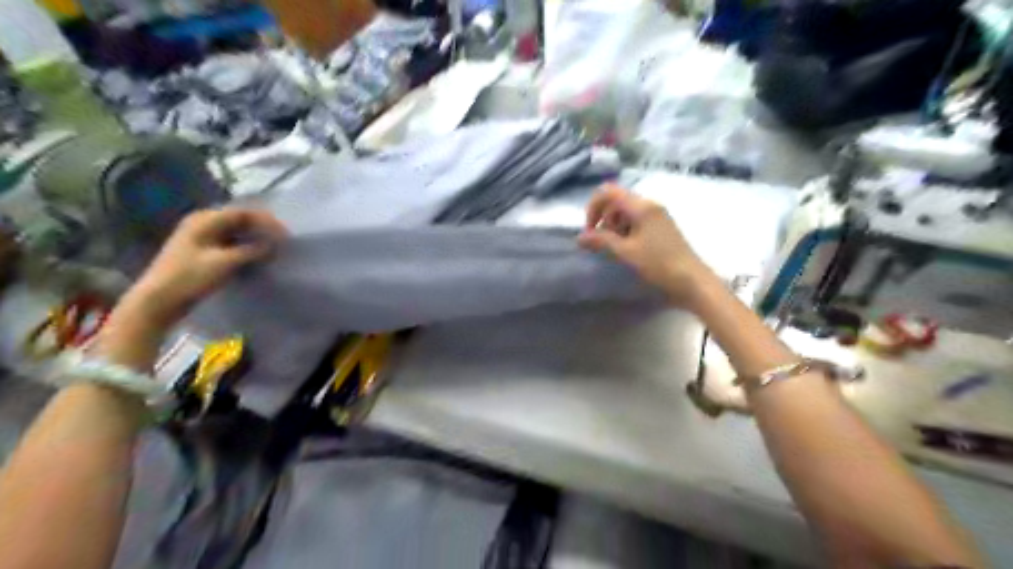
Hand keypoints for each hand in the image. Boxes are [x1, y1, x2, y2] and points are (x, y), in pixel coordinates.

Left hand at [120, 206, 292, 329]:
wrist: (158, 301)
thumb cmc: (190, 278)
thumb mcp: (225, 263)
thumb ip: (252, 251)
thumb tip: (274, 245)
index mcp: (205, 220)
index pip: (244, 212)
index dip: (267, 221)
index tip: (285, 235)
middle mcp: (202, 223)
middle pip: (240, 220)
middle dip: (262, 228)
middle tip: (282, 241)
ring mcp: (200, 237)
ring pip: (235, 231)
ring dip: (255, 238)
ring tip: (273, 249)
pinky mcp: (202, 251)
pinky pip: (230, 242)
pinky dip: (245, 247)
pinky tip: (256, 256)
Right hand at [579, 184, 710, 308]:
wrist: (692, 280)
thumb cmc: (658, 264)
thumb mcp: (626, 252)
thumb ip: (601, 241)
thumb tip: (579, 237)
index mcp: (641, 206)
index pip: (608, 192)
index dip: (593, 207)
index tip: (590, 230)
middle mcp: (650, 204)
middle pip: (616, 201)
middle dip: (603, 219)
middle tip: (602, 242)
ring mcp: (657, 215)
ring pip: (626, 211)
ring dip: (614, 226)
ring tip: (615, 248)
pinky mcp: (661, 226)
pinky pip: (637, 220)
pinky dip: (626, 231)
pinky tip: (628, 249)